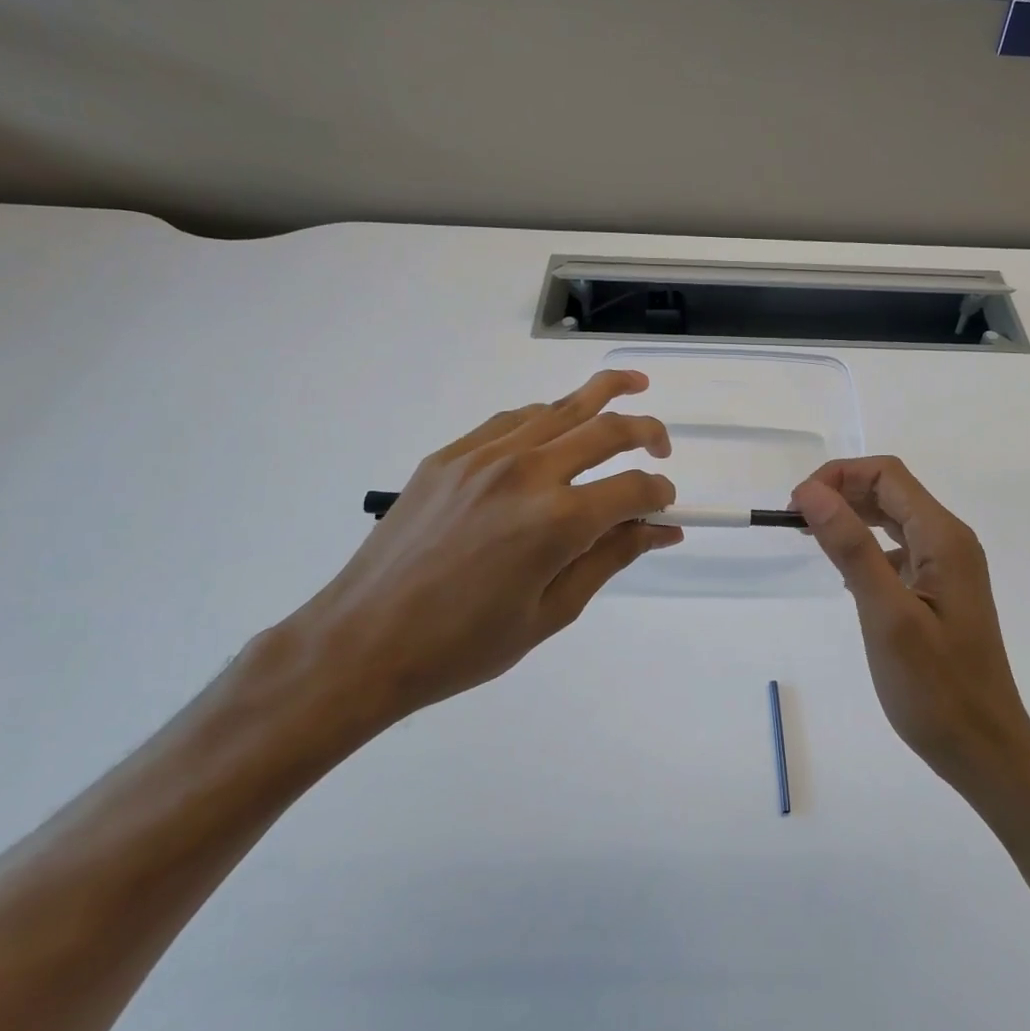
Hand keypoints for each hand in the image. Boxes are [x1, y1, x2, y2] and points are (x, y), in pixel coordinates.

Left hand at [251, 370, 679, 747]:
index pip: (633, 489)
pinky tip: (557, 424)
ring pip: (559, 408)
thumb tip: (661, 530)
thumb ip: (611, 559)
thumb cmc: (464, 645)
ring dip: (602, 394)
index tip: (666, 506)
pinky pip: (511, 420)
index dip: (660, 495)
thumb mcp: (552, 612)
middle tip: (663, 444)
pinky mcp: (449, 455)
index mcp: (557, 522)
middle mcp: (526, 473)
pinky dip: (546, 415)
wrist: (363, 642)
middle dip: (648, 431)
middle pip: (606, 429)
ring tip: (632, 385)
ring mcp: (483, 456)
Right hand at [790, 457, 1029, 796]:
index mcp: (943, 537)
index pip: (887, 475)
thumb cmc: (935, 688)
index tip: (797, 506)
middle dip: (841, 493)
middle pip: (890, 491)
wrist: (985, 750)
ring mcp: (948, 567)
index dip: (838, 477)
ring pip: (893, 519)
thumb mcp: (886, 614)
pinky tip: (844, 573)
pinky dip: (866, 547)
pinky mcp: (940, 591)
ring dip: (851, 518)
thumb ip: (850, 548)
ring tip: (810, 537)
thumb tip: (811, 492)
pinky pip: (899, 550)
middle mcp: (950, 541)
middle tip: (796, 522)